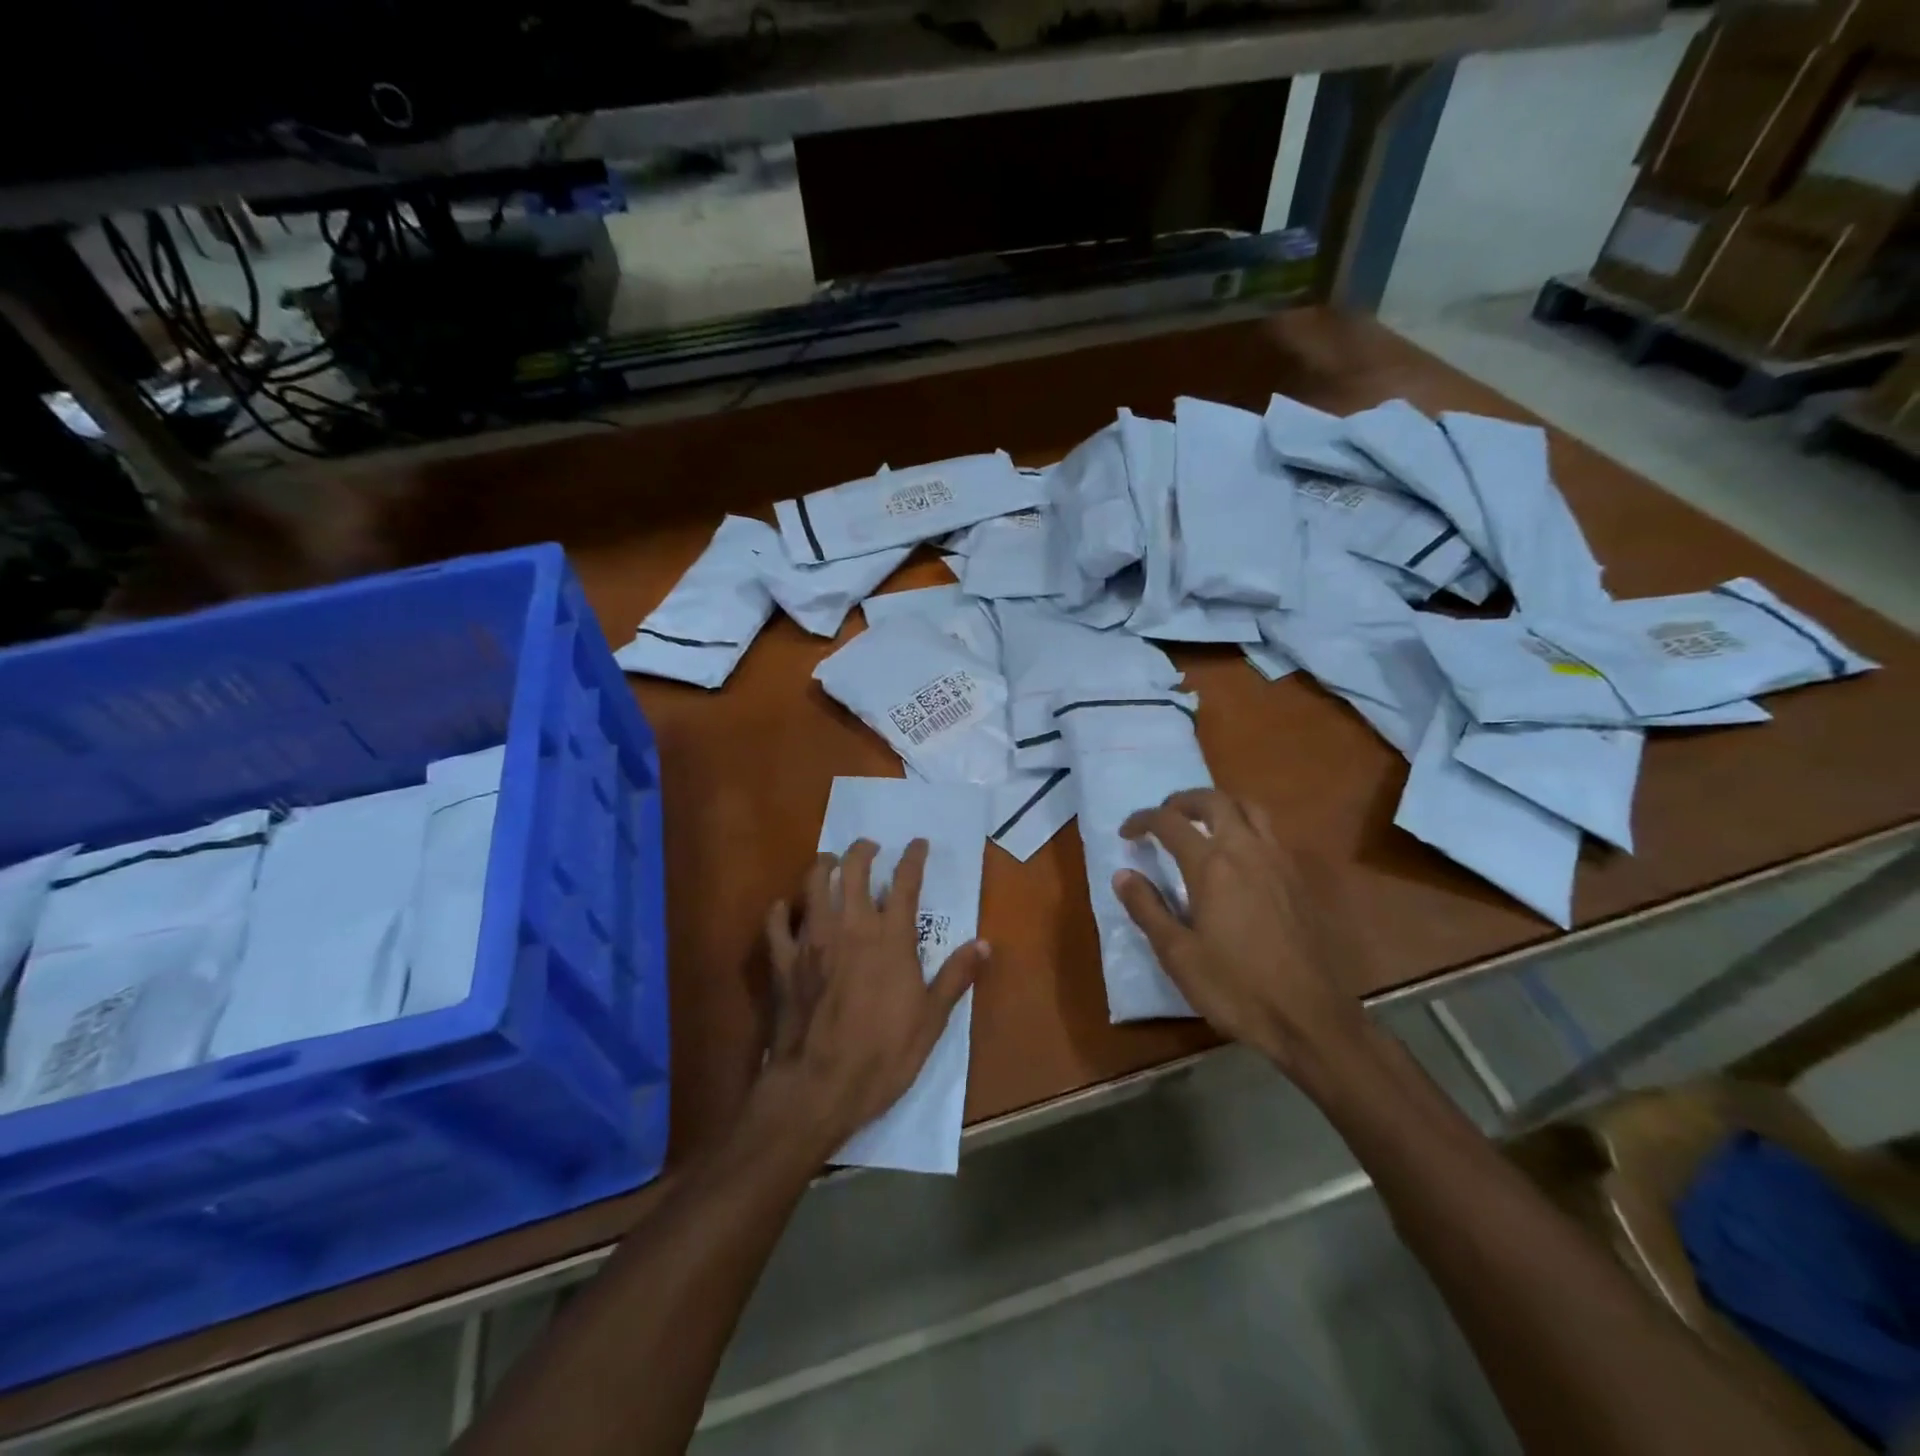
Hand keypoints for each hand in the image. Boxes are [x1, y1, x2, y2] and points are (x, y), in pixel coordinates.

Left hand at [759, 839, 988, 1155]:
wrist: (819, 1087)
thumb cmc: (883, 1054)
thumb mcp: (931, 1020)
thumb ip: (956, 977)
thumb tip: (984, 944)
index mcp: (890, 938)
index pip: (905, 883)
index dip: (913, 858)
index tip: (918, 843)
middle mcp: (850, 927)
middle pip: (852, 870)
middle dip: (862, 850)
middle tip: (869, 847)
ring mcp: (811, 941)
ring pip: (813, 884)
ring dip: (823, 866)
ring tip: (830, 862)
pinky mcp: (783, 962)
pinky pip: (777, 923)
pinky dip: (782, 910)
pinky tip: (787, 908)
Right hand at [1113, 789, 1369, 1076]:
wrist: (1309, 1018)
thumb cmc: (1235, 987)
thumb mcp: (1177, 953)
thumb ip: (1147, 908)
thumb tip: (1123, 874)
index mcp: (1211, 865)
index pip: (1170, 822)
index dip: (1143, 820)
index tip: (1126, 834)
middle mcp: (1247, 850)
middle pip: (1214, 800)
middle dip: (1183, 801)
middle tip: (1164, 816)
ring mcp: (1279, 862)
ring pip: (1250, 809)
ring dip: (1220, 806)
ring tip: (1202, 825)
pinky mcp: (1299, 880)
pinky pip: (1270, 834)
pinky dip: (1246, 827)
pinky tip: (1237, 858)